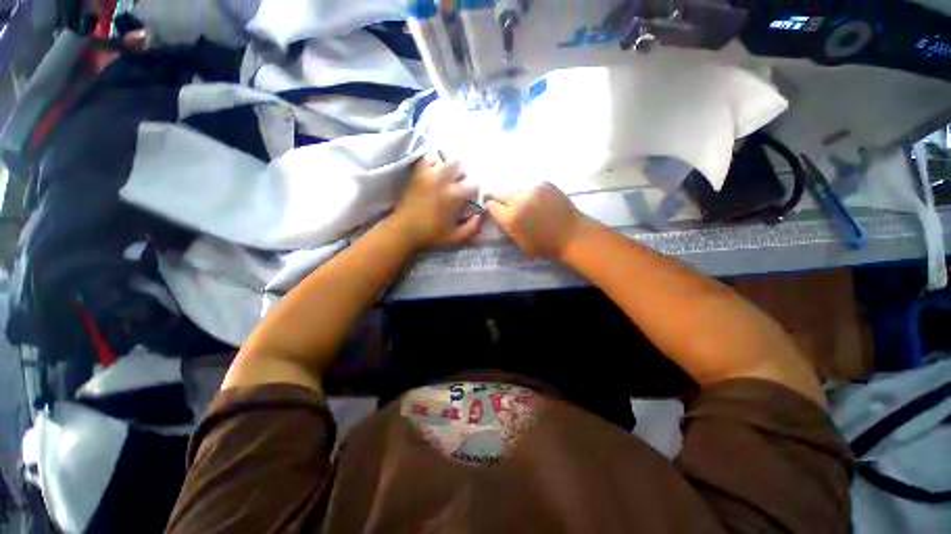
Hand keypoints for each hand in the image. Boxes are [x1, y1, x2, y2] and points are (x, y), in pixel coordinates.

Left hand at [392, 156, 481, 249]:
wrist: (404, 230)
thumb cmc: (431, 235)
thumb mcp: (455, 238)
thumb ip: (472, 228)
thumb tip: (480, 215)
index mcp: (454, 196)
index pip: (473, 184)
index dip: (474, 191)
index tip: (470, 198)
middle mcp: (443, 181)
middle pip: (460, 165)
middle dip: (462, 175)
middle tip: (459, 186)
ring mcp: (428, 174)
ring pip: (446, 160)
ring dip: (449, 169)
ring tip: (447, 180)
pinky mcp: (417, 173)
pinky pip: (429, 159)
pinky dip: (434, 163)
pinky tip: (435, 175)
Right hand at [486, 183, 584, 258]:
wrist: (572, 234)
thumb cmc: (544, 244)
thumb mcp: (519, 241)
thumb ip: (506, 225)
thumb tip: (499, 214)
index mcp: (510, 217)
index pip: (491, 206)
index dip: (491, 207)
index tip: (493, 209)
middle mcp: (518, 199)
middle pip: (498, 192)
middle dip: (497, 197)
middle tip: (501, 202)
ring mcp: (532, 189)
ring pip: (515, 188)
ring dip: (515, 195)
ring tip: (523, 203)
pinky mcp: (544, 183)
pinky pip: (529, 187)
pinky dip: (529, 193)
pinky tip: (536, 200)